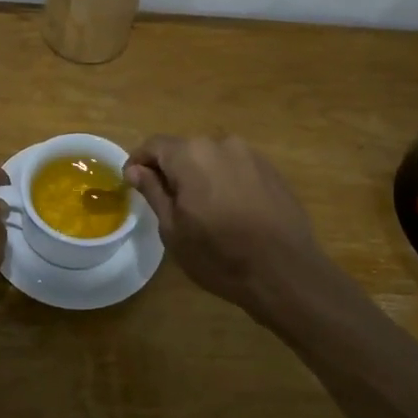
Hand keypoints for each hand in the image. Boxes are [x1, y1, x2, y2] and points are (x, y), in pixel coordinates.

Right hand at [125, 135, 324, 308]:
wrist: (286, 273)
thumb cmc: (219, 255)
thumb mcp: (173, 229)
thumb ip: (153, 192)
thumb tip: (135, 169)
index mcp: (190, 155)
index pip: (154, 145)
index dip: (139, 162)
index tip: (132, 182)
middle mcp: (221, 144)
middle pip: (185, 149)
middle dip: (171, 169)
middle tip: (166, 202)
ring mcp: (251, 155)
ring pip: (212, 159)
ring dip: (200, 175)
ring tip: (200, 209)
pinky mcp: (272, 171)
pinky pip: (237, 168)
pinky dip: (225, 182)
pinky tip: (229, 211)